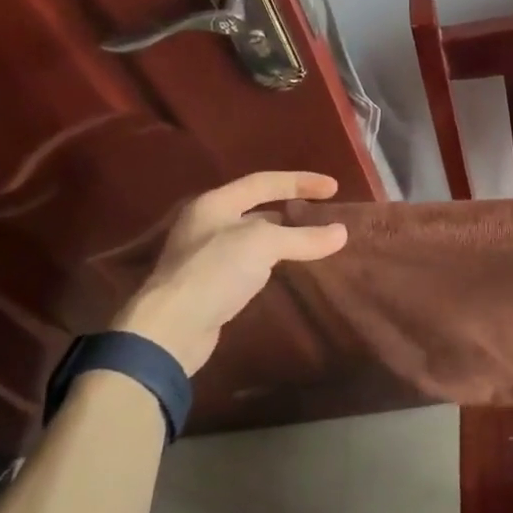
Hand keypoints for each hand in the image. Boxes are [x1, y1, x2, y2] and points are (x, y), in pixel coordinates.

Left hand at [114, 172, 348, 374]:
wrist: (171, 330)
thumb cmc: (215, 271)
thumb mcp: (263, 244)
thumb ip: (303, 237)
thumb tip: (341, 233)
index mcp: (215, 203)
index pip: (264, 182)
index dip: (300, 181)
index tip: (334, 188)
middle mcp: (207, 223)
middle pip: (256, 208)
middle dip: (291, 208)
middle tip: (322, 213)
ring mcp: (205, 255)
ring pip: (253, 237)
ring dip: (281, 237)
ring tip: (311, 241)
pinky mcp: (209, 285)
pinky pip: (248, 263)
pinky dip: (271, 261)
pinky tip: (285, 270)